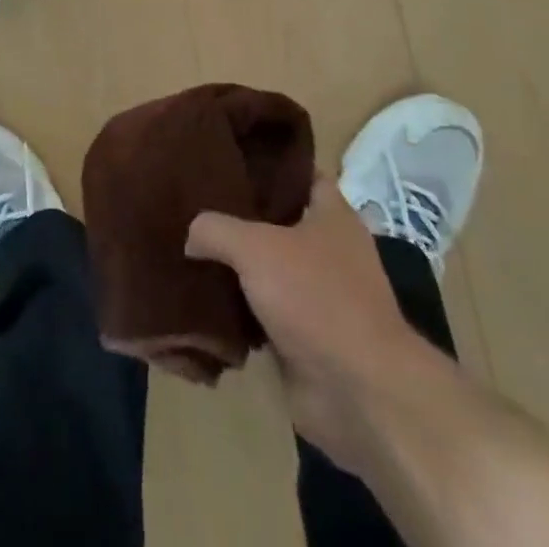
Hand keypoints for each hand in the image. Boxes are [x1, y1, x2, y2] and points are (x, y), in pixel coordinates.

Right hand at [187, 177, 431, 460]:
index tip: (228, 156)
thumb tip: (191, 234)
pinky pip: (263, 314)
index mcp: (333, 215)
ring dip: (236, 267)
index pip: (299, 173)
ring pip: (267, 269)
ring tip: (190, 248)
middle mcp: (330, 250)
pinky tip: (202, 299)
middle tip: (195, 202)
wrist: (358, 392)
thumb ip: (216, 228)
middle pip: (278, 221)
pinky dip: (238, 311)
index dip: (267, 164)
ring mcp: (320, 297)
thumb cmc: (316, 297)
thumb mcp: (255, 247)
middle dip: (240, 215)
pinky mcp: (306, 338)